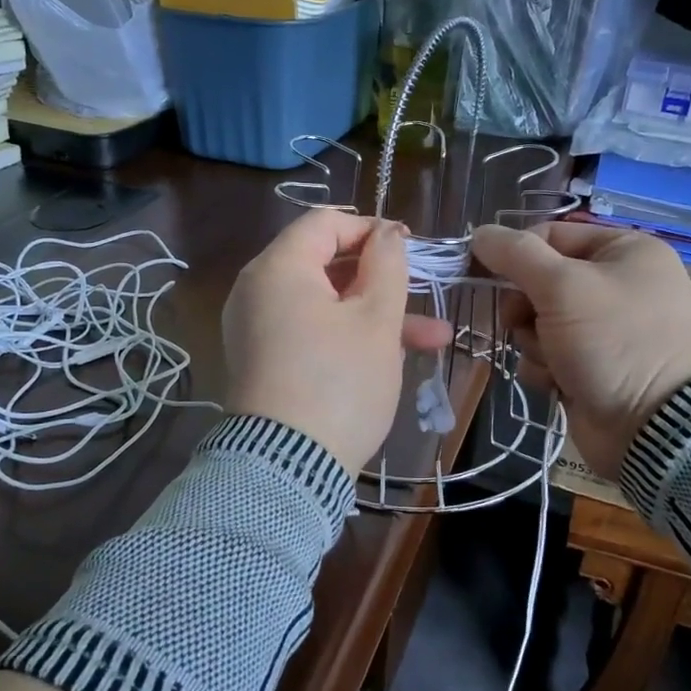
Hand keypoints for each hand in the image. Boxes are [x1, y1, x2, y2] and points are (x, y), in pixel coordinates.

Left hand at [224, 210, 452, 472]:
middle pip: (325, 264)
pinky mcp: (264, 362)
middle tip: (423, 294)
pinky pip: (309, 332)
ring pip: (325, 305)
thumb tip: (386, 233)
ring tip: (433, 338)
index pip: (325, 223)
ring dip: (376, 316)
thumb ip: (386, 265)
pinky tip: (393, 359)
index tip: (410, 249)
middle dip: (382, 281)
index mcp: (278, 268)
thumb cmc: (339, 382)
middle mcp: (257, 291)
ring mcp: (257, 329)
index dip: (371, 229)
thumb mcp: (376, 320)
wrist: (287, 468)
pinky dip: (347, 337)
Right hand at [470, 221, 690, 476]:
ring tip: (555, 361)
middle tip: (526, 322)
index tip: (484, 273)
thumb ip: (516, 254)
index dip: (515, 254)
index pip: (550, 236)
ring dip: (534, 342)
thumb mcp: (563, 286)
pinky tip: (560, 383)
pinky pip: (547, 356)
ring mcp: (603, 330)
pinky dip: (545, 369)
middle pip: (538, 282)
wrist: (656, 428)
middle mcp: (616, 284)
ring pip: (537, 322)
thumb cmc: (614, 341)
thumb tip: (479, 233)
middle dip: (525, 308)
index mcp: (623, 251)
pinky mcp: (590, 367)